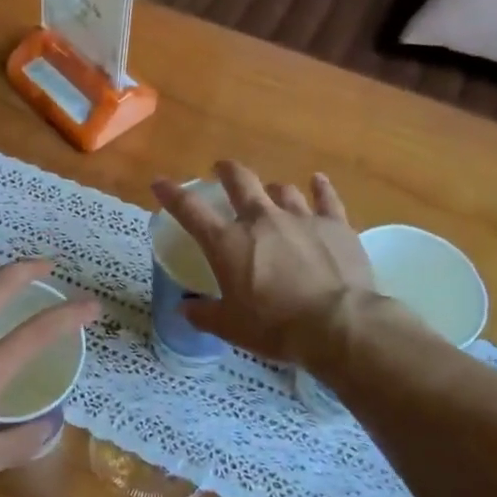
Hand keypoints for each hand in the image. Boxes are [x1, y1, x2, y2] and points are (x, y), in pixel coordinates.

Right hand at [152, 161, 376, 363]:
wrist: (336, 324)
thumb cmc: (274, 326)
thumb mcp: (230, 327)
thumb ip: (204, 314)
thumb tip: (184, 309)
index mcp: (227, 243)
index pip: (190, 210)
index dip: (172, 194)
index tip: (160, 183)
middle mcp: (260, 220)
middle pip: (240, 181)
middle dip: (226, 172)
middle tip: (221, 169)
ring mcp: (300, 218)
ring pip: (281, 190)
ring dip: (272, 190)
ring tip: (271, 193)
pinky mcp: (335, 225)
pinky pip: (326, 198)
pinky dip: (320, 188)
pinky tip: (318, 181)